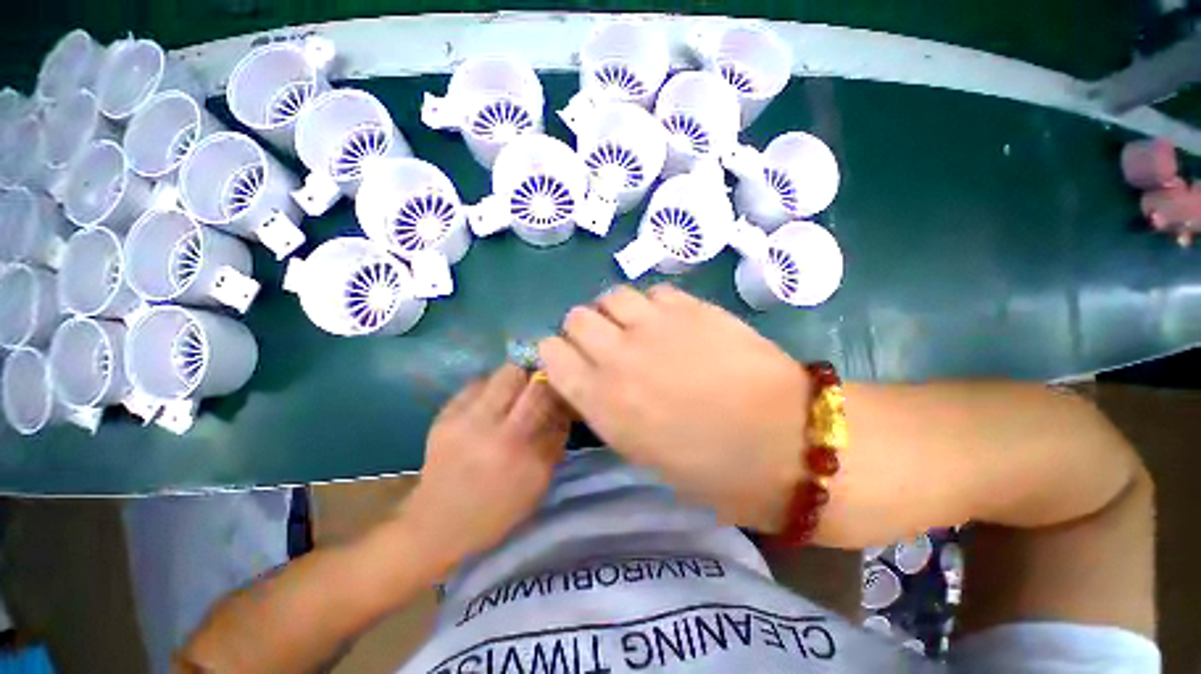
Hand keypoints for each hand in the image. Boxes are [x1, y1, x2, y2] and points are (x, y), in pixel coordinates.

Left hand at [400, 365, 570, 569]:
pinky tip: (490, 402)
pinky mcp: (445, 415)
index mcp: (523, 453)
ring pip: (503, 374)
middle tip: (542, 382)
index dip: (560, 389)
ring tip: (516, 390)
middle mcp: (495, 431)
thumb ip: (554, 440)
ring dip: (516, 377)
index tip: (563, 388)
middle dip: (540, 376)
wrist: (436, 524)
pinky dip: (491, 387)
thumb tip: (563, 404)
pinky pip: (478, 384)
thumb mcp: (538, 482)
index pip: (551, 402)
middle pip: (527, 380)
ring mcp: (466, 420)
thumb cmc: (496, 510)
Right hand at [539, 285, 809, 531]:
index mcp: (602, 400)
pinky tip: (671, 323)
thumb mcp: (641, 451)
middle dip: (584, 329)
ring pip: (611, 296)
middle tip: (607, 343)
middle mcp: (619, 355)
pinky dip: (653, 305)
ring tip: (638, 328)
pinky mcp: (691, 307)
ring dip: (617, 312)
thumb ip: (606, 408)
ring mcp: (656, 325)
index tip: (572, 360)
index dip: (558, 353)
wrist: (785, 441)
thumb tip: (592, 379)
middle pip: (576, 317)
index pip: (551, 353)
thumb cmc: (712, 467)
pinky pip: (653, 293)